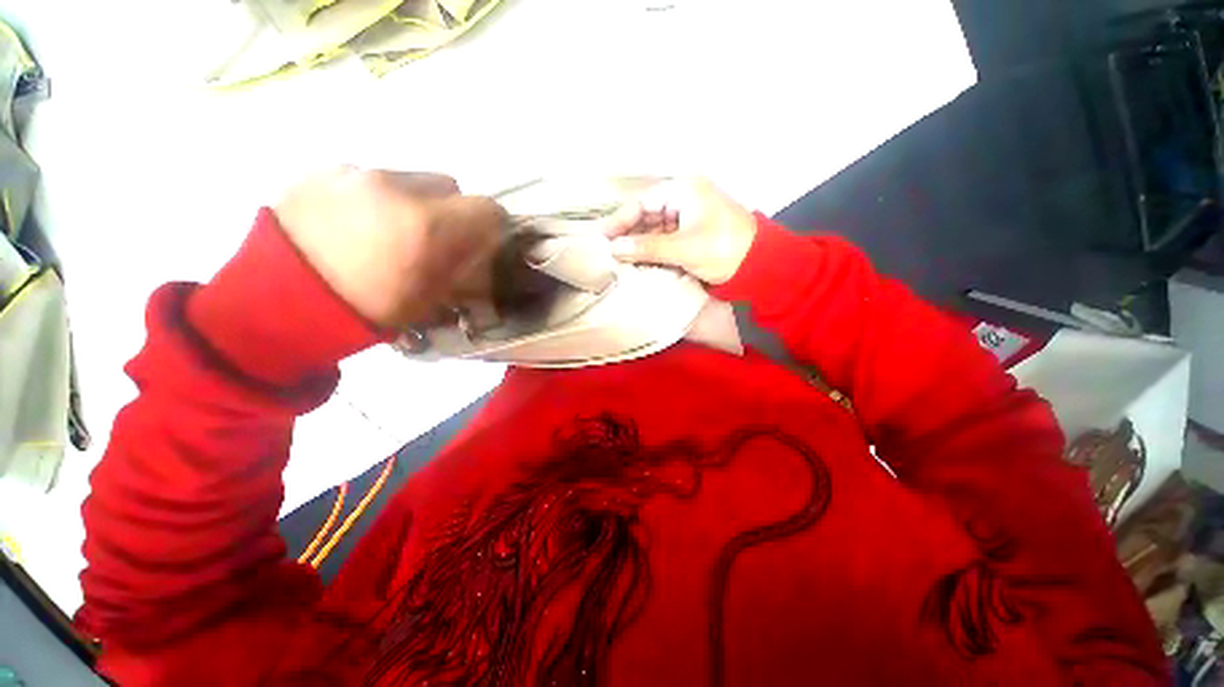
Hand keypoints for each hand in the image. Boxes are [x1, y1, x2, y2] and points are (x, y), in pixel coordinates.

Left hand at [274, 168, 505, 328]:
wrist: (279, 302)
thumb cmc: (366, 310)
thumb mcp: (431, 299)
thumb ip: (463, 267)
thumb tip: (482, 247)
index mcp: (427, 226)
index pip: (487, 208)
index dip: (491, 224)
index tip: (483, 239)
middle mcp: (396, 187)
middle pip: (449, 185)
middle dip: (451, 210)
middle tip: (433, 238)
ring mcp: (355, 173)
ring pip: (408, 179)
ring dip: (412, 201)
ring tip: (386, 231)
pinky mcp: (322, 170)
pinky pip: (367, 177)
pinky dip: (373, 196)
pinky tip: (352, 224)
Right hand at [600, 178, 756, 284]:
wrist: (760, 266)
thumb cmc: (723, 249)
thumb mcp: (683, 248)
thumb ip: (647, 247)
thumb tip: (614, 249)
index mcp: (684, 190)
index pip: (643, 202)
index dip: (620, 220)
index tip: (602, 237)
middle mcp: (685, 198)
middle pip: (648, 214)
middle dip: (629, 233)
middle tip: (609, 252)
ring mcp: (689, 216)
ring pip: (656, 228)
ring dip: (640, 243)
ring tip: (621, 259)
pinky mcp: (693, 232)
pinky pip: (666, 238)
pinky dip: (654, 249)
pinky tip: (641, 261)